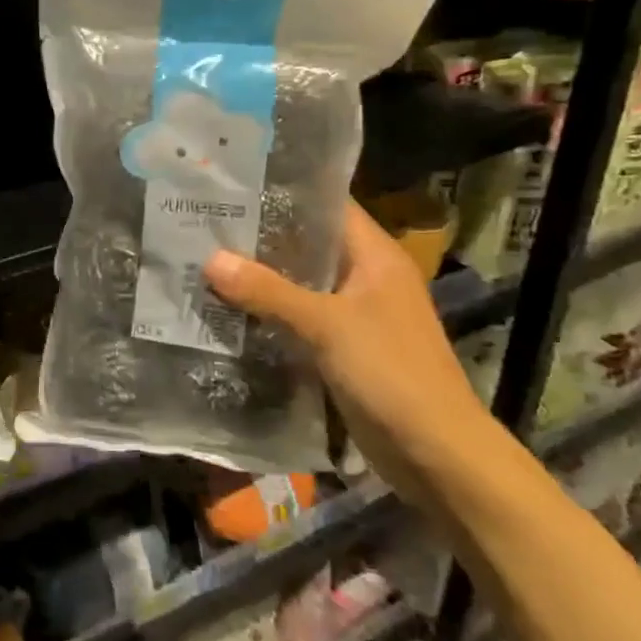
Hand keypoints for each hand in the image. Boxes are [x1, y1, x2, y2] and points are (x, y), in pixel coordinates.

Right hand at [205, 202, 494, 502]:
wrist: (436, 454)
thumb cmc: (390, 373)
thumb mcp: (325, 325)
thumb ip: (267, 291)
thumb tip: (210, 259)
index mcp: (375, 256)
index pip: (326, 206)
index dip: (283, 193)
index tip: (233, 187)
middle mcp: (366, 277)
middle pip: (307, 245)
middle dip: (260, 238)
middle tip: (205, 225)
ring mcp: (355, 314)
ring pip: (300, 284)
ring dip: (260, 279)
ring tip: (205, 262)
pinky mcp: (343, 348)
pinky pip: (299, 319)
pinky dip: (269, 313)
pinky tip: (229, 310)